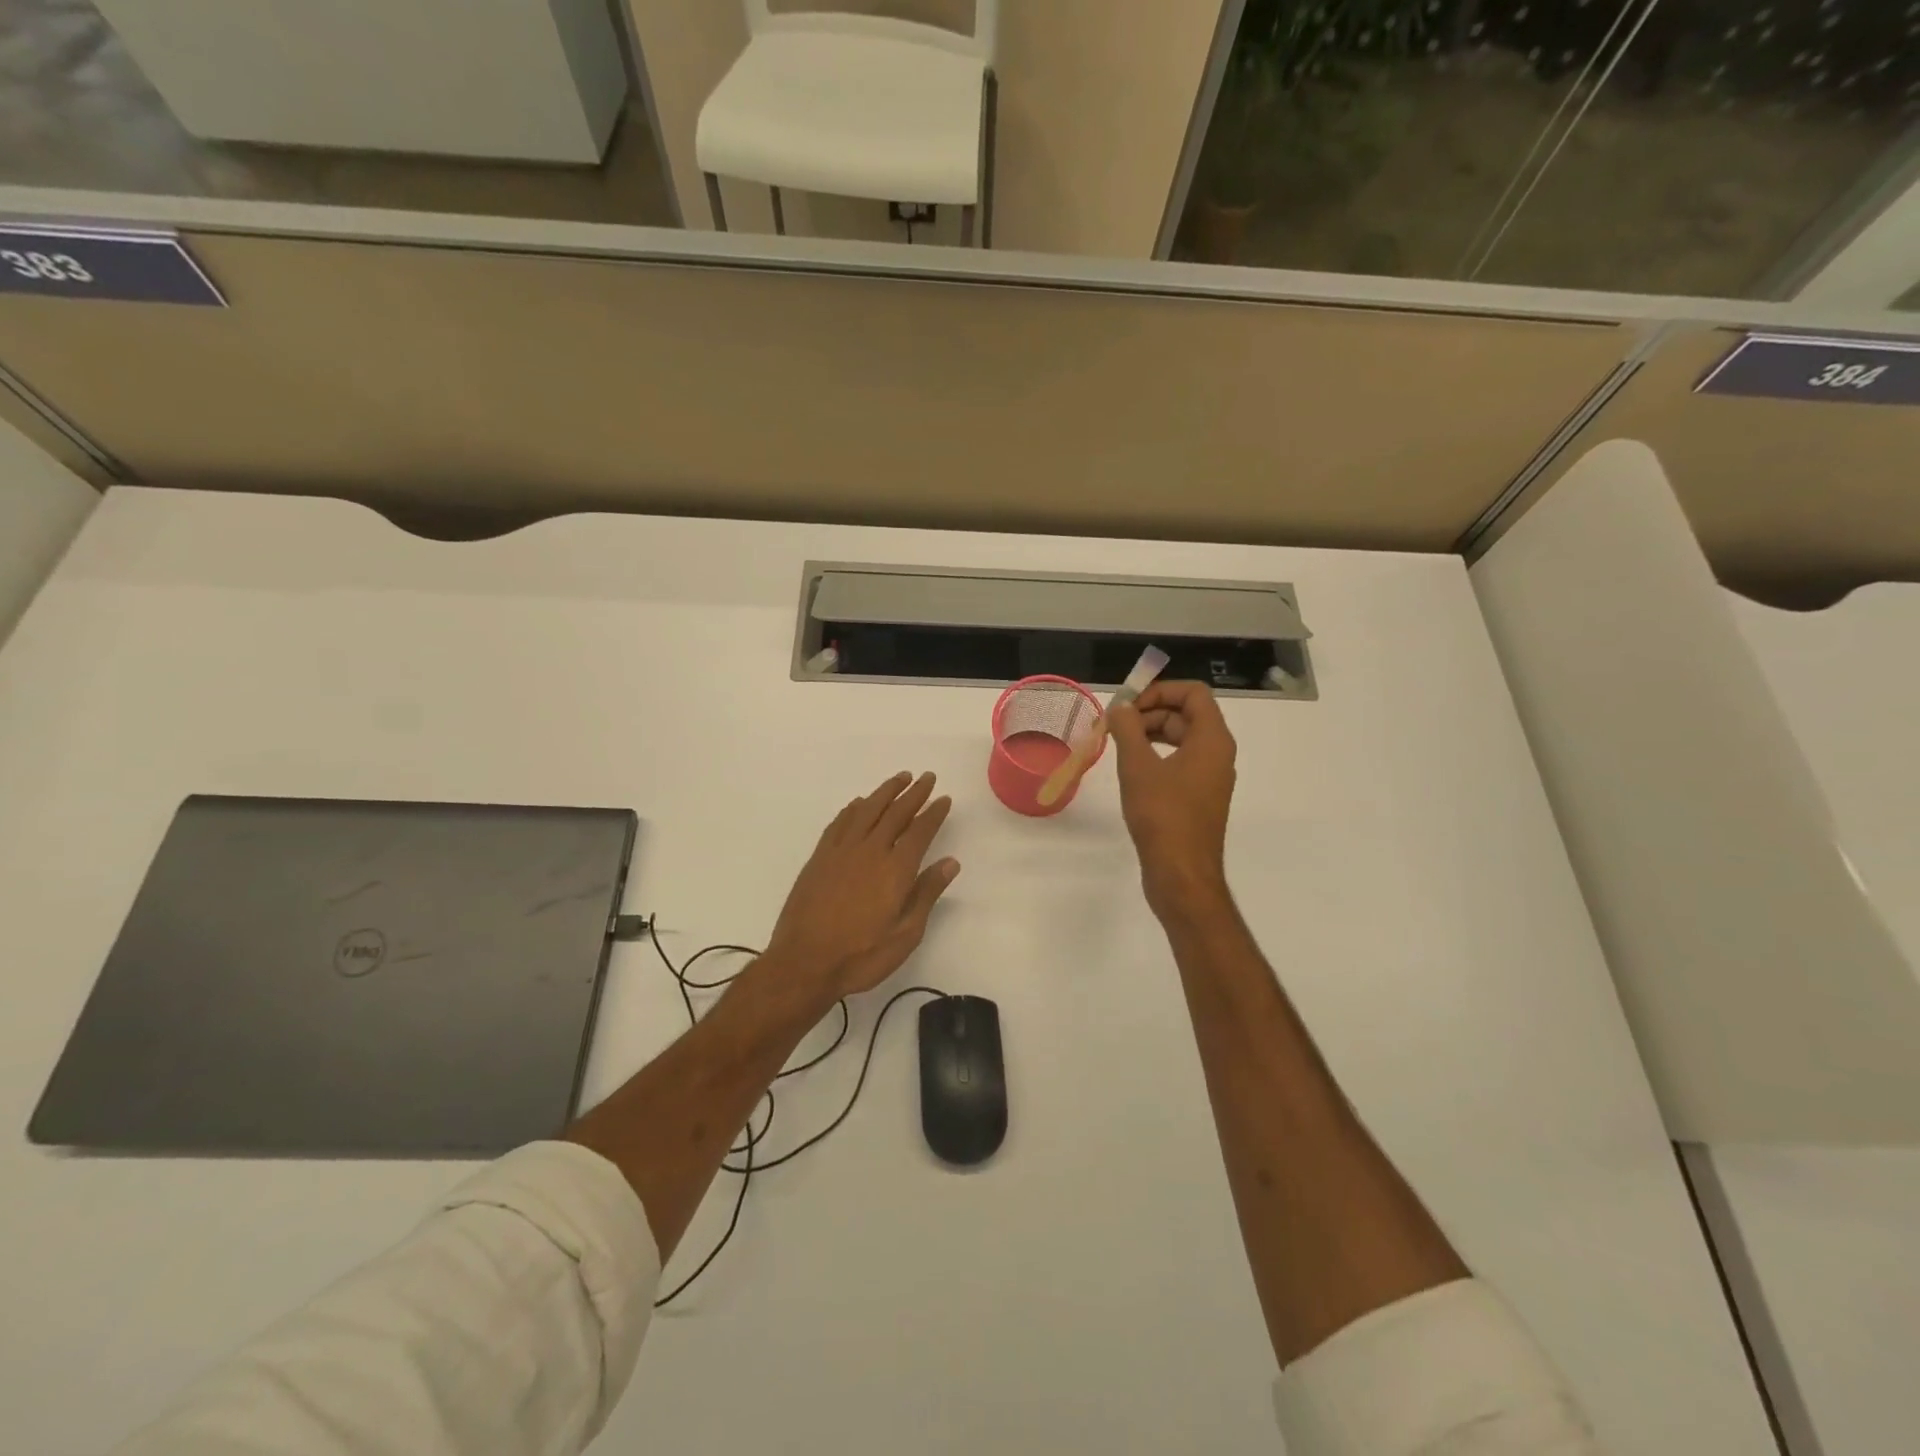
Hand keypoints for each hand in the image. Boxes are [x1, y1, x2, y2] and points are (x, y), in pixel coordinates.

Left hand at [765, 772, 959, 1002]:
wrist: (804, 963)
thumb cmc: (861, 956)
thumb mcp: (905, 934)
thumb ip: (926, 893)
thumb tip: (950, 862)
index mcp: (895, 869)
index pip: (920, 831)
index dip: (933, 813)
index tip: (943, 798)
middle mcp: (870, 851)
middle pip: (895, 813)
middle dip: (914, 793)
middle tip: (926, 777)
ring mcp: (841, 851)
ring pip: (867, 810)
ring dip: (885, 792)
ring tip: (899, 778)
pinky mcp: (819, 858)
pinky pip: (840, 823)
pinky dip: (853, 808)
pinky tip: (859, 803)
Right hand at [1108, 681, 1236, 919]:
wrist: (1181, 874)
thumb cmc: (1162, 815)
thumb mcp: (1137, 767)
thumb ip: (1127, 730)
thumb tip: (1120, 708)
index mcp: (1212, 740)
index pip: (1193, 694)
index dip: (1160, 690)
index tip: (1128, 706)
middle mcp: (1217, 754)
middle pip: (1186, 715)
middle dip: (1150, 712)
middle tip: (1115, 726)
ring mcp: (1209, 778)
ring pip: (1181, 740)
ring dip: (1150, 734)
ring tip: (1118, 744)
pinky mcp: (1198, 799)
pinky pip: (1179, 763)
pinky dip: (1156, 757)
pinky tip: (1131, 770)